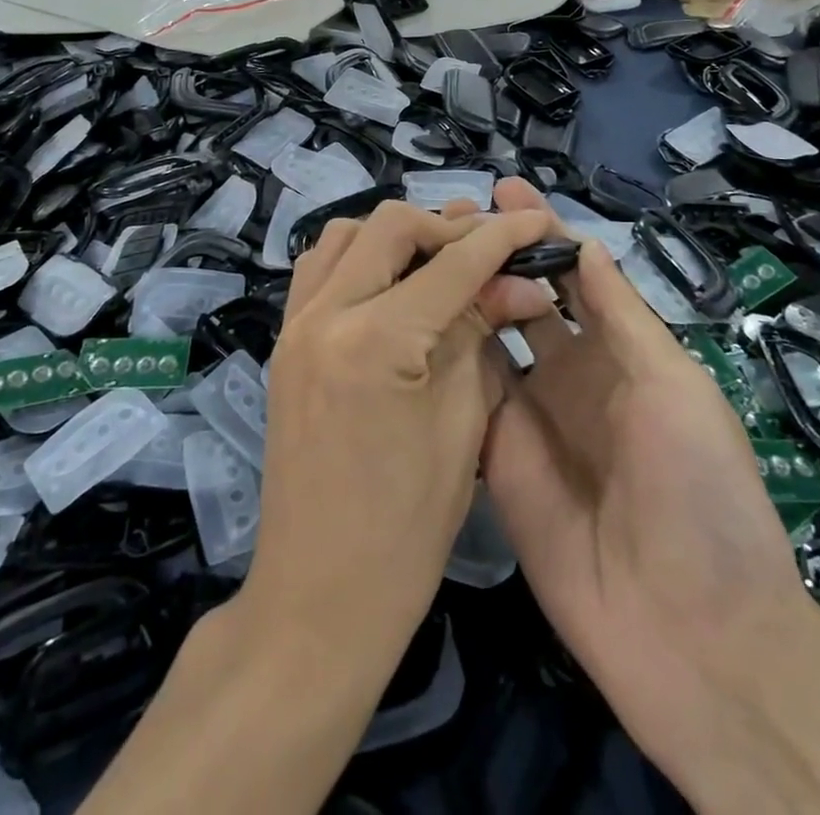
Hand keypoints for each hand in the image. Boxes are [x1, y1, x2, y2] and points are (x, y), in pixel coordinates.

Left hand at [245, 201, 553, 647]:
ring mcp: (294, 325)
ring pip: (345, 236)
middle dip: (446, 227)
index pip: (451, 263)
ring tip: (439, 262)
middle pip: (389, 226)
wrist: (319, 595)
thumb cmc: (407, 528)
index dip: (500, 238)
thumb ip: (480, 333)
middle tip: (486, 253)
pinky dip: (360, 259)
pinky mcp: (284, 341)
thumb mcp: (462, 423)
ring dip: (396, 237)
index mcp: (375, 340)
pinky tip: (393, 284)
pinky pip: (320, 270)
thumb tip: (515, 282)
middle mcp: (324, 314)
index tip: (535, 223)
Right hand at [480, 178, 806, 760]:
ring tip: (423, 253)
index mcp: (620, 352)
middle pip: (522, 298)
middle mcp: (569, 374)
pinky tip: (410, 319)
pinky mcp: (493, 458)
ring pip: (486, 339)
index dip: (541, 230)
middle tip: (446, 218)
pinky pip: (465, 395)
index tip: (503, 189)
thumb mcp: (672, 383)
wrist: (689, 630)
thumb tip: (580, 241)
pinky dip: (442, 356)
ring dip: (461, 296)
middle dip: (492, 255)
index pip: (572, 274)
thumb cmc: (698, 488)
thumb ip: (619, 314)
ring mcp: (528, 416)